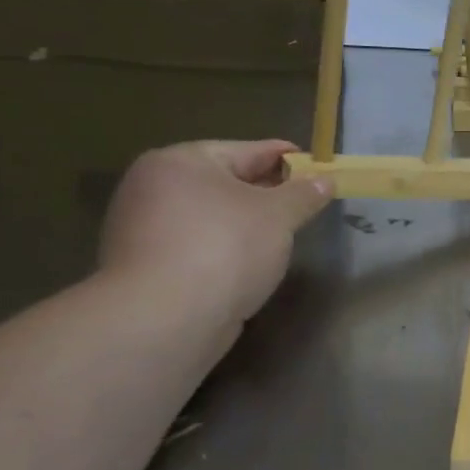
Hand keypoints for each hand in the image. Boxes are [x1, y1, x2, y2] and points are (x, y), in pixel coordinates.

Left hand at [98, 140, 330, 325]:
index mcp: (181, 161)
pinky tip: (249, 263)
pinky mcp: (146, 266)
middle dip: (267, 192)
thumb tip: (325, 180)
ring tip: (283, 235)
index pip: (247, 150)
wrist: (166, 319)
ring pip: (212, 215)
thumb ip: (304, 194)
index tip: (317, 166)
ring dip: (245, 223)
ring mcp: (144, 228)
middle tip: (305, 202)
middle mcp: (154, 186)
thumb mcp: (278, 215)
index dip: (287, 158)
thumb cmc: (225, 248)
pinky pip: (198, 245)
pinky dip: (225, 248)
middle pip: (226, 182)